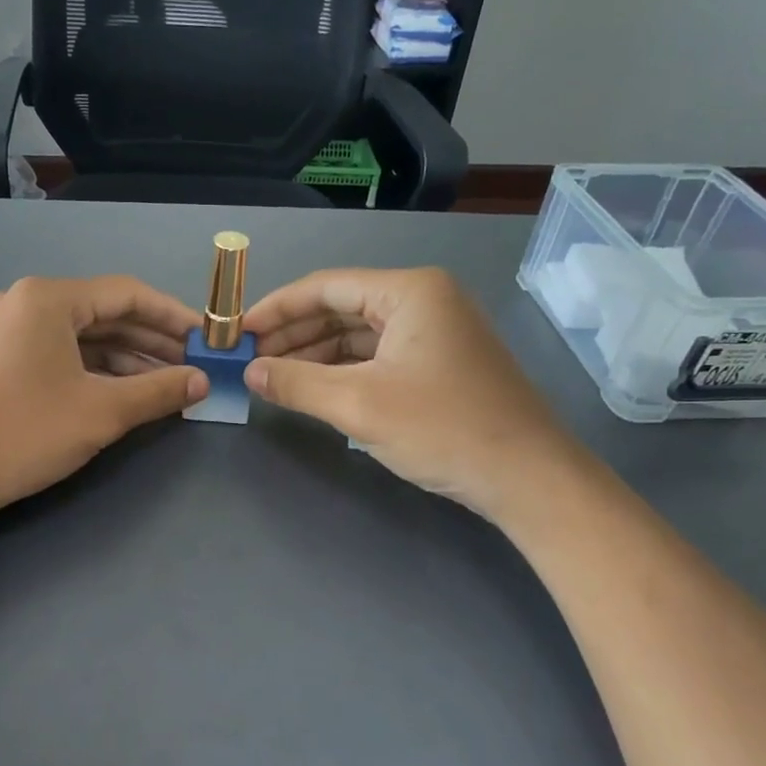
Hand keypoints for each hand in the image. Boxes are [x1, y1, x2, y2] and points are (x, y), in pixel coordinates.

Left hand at [0, 275, 206, 522]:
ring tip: (168, 385)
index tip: (208, 340)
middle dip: (153, 342)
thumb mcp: (101, 412)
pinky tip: (124, 394)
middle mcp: (26, 304)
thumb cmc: (23, 432)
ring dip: (127, 360)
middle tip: (194, 367)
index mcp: (49, 299)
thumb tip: (203, 381)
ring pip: (83, 338)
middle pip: (105, 315)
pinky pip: (60, 355)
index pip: (128, 294)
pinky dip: (95, 372)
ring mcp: (8, 332)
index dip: (174, 317)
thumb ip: (158, 391)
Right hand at [241, 267, 579, 515]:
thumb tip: (250, 373)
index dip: (275, 309)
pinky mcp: (440, 364)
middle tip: (249, 359)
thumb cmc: (444, 429)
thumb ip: (297, 384)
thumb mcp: (359, 405)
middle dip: (293, 333)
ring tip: (273, 376)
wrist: (529, 479)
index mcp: (409, 291)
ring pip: (358, 334)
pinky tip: (314, 389)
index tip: (236, 333)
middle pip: (341, 307)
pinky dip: (343, 371)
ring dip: (315, 354)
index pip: (325, 286)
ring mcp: (435, 333)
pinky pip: (378, 357)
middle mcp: (424, 301)